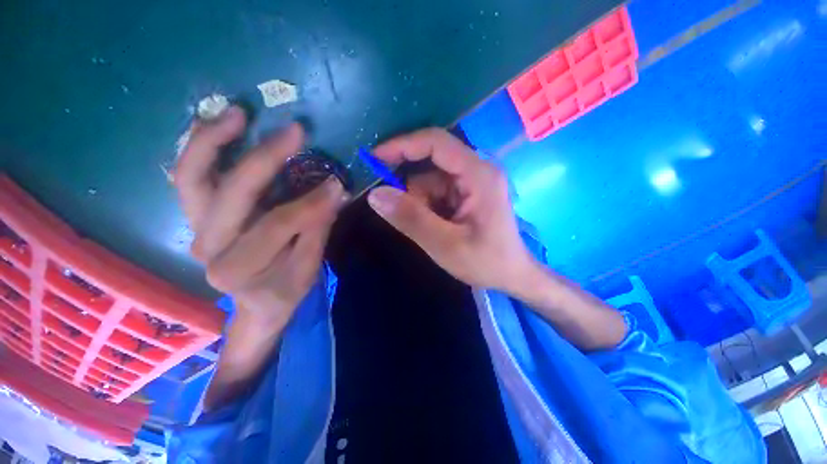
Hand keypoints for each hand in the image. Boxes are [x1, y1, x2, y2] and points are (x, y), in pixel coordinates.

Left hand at [175, 106, 348, 323]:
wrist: (255, 305)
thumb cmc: (284, 290)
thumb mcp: (308, 268)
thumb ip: (317, 228)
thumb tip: (334, 190)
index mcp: (238, 269)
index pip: (276, 225)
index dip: (310, 203)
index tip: (336, 184)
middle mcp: (208, 247)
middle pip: (230, 194)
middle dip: (265, 159)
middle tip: (294, 132)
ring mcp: (197, 228)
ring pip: (191, 177)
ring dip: (212, 140)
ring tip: (237, 113)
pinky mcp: (197, 216)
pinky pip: (191, 177)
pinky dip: (202, 148)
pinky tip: (217, 124)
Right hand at [367, 128, 535, 291]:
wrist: (512, 275)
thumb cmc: (486, 262)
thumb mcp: (445, 245)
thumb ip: (411, 219)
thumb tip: (375, 194)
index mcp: (478, 175)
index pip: (436, 142)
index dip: (402, 145)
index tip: (374, 159)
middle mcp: (477, 170)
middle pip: (431, 164)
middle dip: (411, 190)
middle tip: (402, 215)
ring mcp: (473, 181)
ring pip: (430, 181)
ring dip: (420, 204)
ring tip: (431, 231)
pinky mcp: (468, 193)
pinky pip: (437, 192)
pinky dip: (428, 207)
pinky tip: (437, 227)